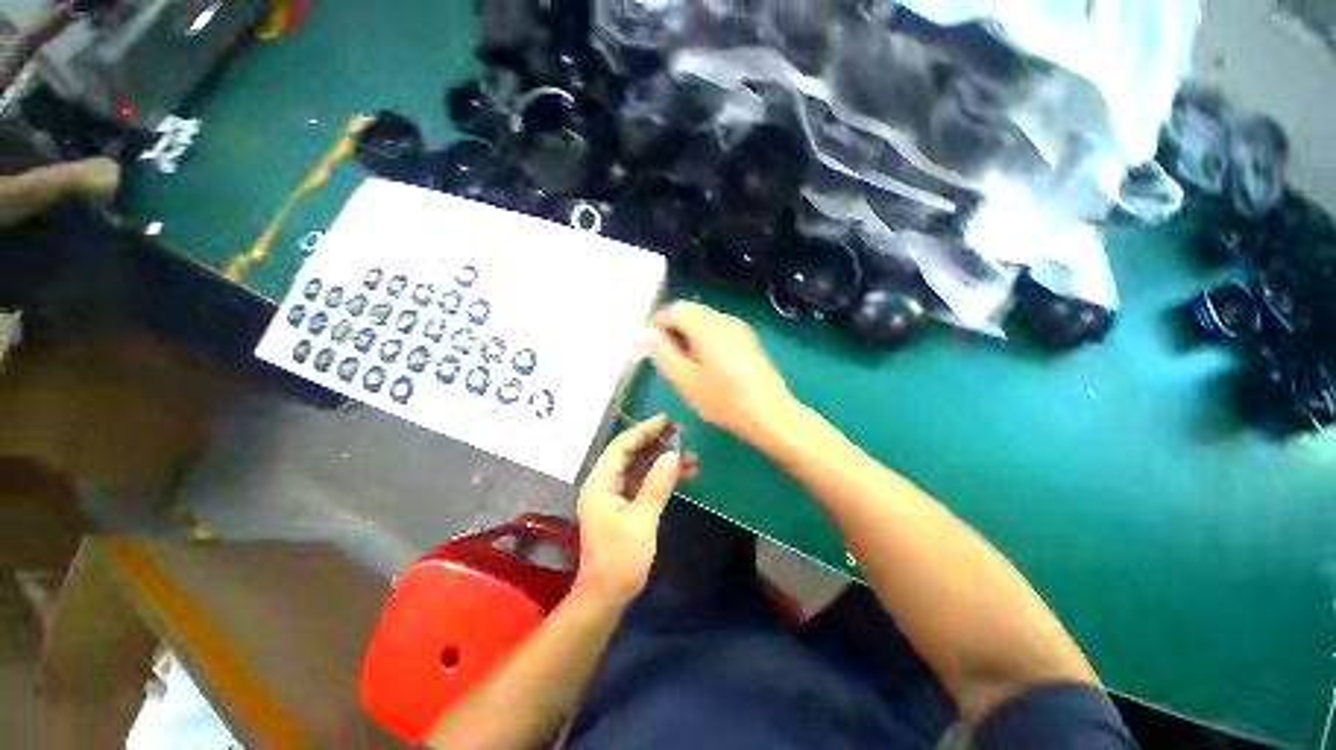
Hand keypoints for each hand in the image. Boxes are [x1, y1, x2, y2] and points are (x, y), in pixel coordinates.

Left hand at [573, 415, 696, 607]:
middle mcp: (606, 484)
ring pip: (641, 467)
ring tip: (690, 454)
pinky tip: (684, 473)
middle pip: (631, 453)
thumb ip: (656, 485)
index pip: (621, 447)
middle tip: (682, 433)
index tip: (667, 420)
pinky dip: (663, 476)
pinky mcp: (627, 505)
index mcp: (600, 483)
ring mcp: (616, 495)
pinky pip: (645, 482)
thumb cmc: (620, 560)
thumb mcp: (641, 520)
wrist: (607, 597)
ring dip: (663, 459)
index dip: (643, 430)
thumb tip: (673, 454)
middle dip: (656, 442)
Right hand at [651, 302, 792, 441]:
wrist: (769, 414)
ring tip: (692, 368)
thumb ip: (662, 352)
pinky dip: (707, 342)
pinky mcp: (748, 340)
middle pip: (690, 312)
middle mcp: (724, 319)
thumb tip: (645, 334)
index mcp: (706, 325)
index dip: (660, 326)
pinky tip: (712, 369)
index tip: (658, 351)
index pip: (675, 309)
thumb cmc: (723, 399)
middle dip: (676, 332)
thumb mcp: (684, 379)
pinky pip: (719, 331)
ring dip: (691, 338)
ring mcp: (739, 328)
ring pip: (705, 322)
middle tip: (674, 362)